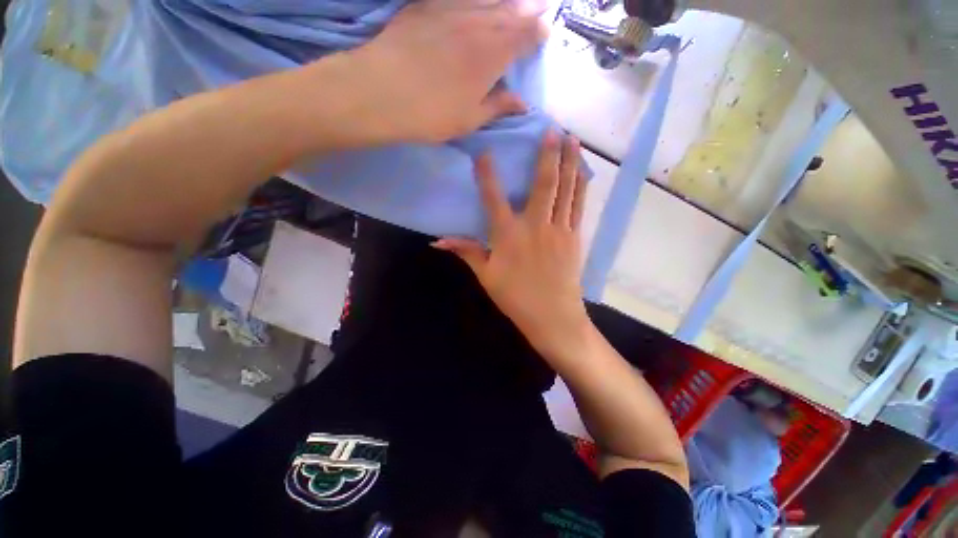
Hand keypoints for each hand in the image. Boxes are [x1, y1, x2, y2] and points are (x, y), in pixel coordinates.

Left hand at [350, 0, 547, 143]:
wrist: (383, 92)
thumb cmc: (432, 114)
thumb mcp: (470, 119)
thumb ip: (498, 107)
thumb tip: (523, 103)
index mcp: (491, 57)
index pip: (523, 38)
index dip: (536, 33)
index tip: (545, 29)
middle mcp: (477, 26)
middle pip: (508, 13)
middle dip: (527, 10)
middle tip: (539, 6)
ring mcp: (450, 11)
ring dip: (504, 0)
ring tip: (516, 0)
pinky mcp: (426, 6)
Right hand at [434, 130, 589, 355]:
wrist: (552, 317)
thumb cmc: (515, 297)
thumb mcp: (486, 276)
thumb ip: (466, 252)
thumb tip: (438, 241)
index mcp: (509, 235)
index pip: (494, 198)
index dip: (487, 175)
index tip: (484, 153)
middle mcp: (535, 225)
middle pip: (543, 184)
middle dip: (547, 155)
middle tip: (553, 130)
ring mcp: (558, 230)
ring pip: (566, 190)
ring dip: (570, 163)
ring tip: (574, 140)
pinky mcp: (574, 237)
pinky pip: (578, 206)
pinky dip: (581, 187)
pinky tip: (583, 172)